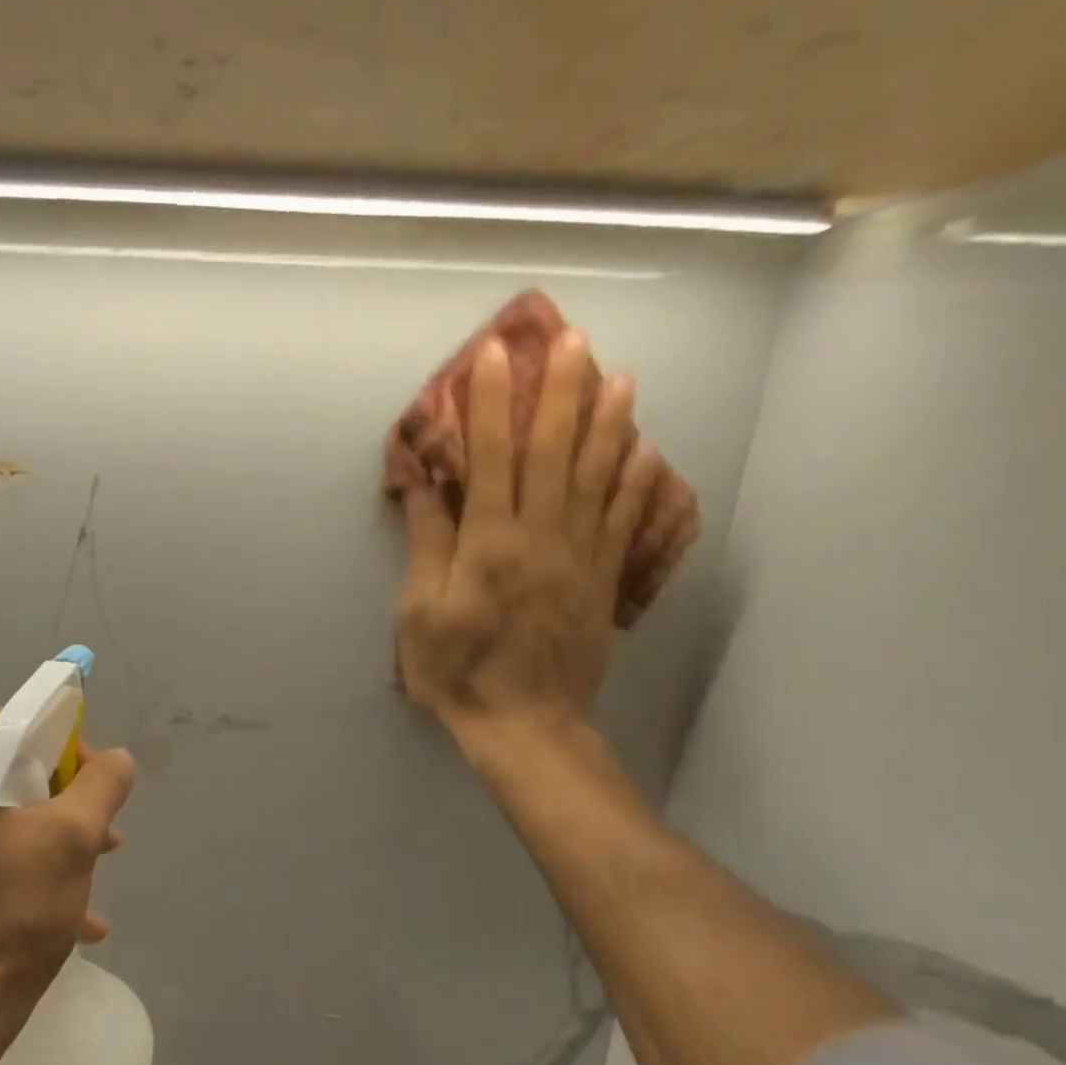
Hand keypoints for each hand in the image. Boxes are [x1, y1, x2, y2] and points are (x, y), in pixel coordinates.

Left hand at [0, 711, 134, 1052]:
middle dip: (65, 796)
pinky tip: (72, 913)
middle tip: (101, 829)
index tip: (95, 781)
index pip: (13, 723)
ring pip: (2, 815)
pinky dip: (28, 866)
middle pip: (8, 769)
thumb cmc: (11, 913)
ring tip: (96, 868)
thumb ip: (101, 785)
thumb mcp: (73, 839)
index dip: (64, 742)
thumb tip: (117, 760)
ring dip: (54, 833)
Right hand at [394, 330, 658, 737]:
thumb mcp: (420, 614)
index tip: (494, 356)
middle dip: (559, 391)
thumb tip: (424, 485)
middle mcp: (541, 537)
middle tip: (570, 339)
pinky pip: (625, 519)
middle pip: (555, 451)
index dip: (491, 404)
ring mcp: (580, 556)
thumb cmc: (459, 672)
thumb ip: (427, 544)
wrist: (525, 725)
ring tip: (619, 374)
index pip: (492, 458)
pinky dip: (636, 480)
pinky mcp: (603, 579)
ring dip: (609, 421)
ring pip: (599, 475)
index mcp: (489, 544)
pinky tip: (645, 448)